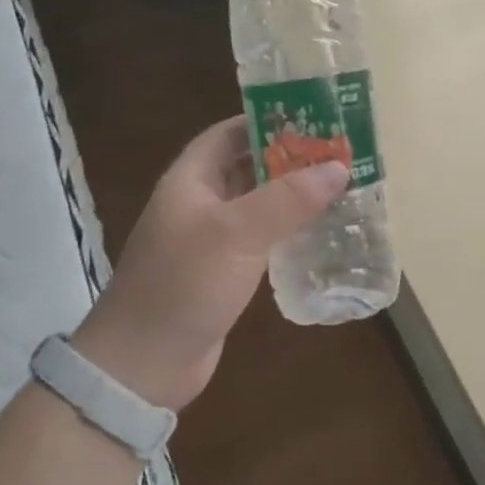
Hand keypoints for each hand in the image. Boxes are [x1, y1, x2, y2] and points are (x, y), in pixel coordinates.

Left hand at [72, 117, 346, 409]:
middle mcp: (200, 203)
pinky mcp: (224, 272)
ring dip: (295, 196)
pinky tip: (323, 231)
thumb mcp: (236, 234)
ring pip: (259, 204)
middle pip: (248, 166)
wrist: (142, 366)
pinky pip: (262, 238)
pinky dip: (290, 230)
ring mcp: (211, 240)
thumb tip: (338, 167)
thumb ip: (287, 199)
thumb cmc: (183, 285)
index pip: (229, 133)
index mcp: (191, 180)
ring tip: (342, 186)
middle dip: (291, 158)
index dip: (268, 121)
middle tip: (341, 154)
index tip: (314, 119)